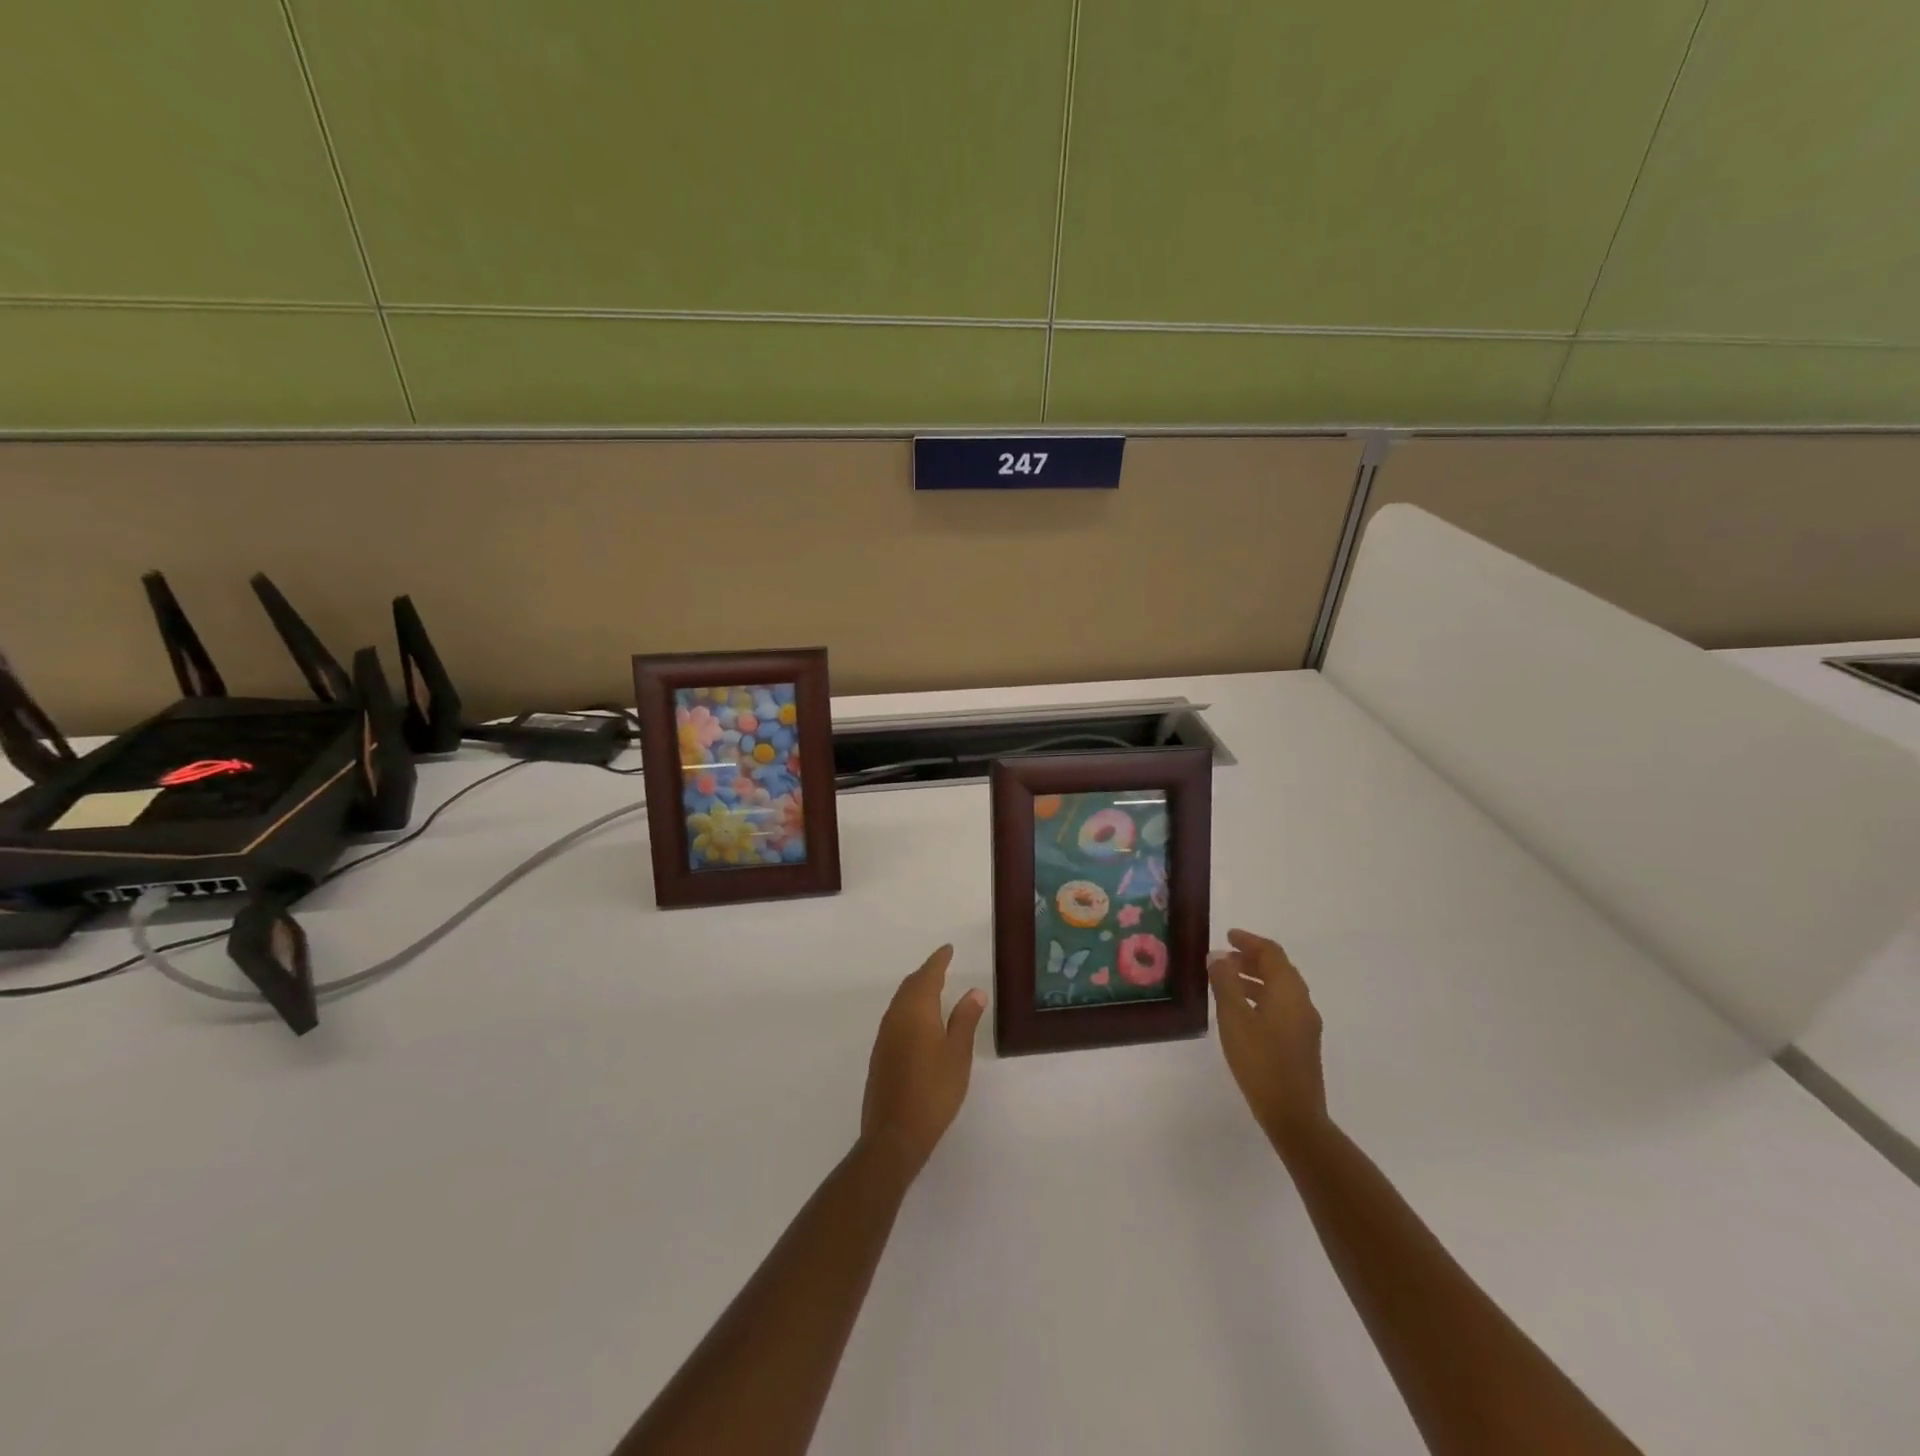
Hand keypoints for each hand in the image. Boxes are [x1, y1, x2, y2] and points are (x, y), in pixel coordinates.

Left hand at [861, 946, 986, 1176]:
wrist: (894, 1133)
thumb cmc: (934, 1090)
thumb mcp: (958, 1053)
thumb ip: (965, 1020)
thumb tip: (974, 991)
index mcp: (915, 1010)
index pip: (928, 975)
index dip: (939, 960)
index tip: (948, 949)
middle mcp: (895, 1016)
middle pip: (910, 986)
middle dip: (926, 973)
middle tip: (942, 966)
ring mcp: (884, 1036)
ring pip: (900, 1002)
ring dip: (916, 991)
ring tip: (933, 990)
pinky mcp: (880, 1055)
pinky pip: (896, 1018)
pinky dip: (909, 1009)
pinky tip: (919, 1022)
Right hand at [1208, 929, 1327, 1146]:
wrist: (1294, 1115)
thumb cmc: (1261, 1061)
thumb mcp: (1234, 1018)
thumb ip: (1225, 983)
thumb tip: (1218, 956)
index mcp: (1289, 991)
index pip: (1271, 953)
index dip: (1249, 941)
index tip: (1227, 936)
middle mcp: (1302, 1002)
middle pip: (1278, 969)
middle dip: (1251, 959)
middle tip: (1223, 957)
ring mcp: (1305, 1024)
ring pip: (1280, 989)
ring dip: (1255, 978)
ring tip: (1226, 981)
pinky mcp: (1301, 1042)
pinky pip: (1281, 1006)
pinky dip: (1261, 996)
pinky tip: (1241, 1011)